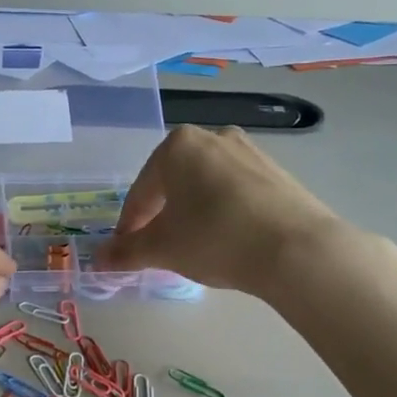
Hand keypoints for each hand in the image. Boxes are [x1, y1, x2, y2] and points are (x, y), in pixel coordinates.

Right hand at [95, 125, 390, 298]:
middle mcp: (213, 137)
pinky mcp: (277, 172)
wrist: (297, 250)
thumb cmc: (215, 238)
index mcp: (177, 146)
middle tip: (158, 248)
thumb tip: (99, 258)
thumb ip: (127, 251)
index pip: (141, 192)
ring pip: (205, 185)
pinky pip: (234, 191)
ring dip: (192, 213)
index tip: (126, 251)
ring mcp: (249, 151)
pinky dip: (222, 212)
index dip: (130, 226)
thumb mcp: (162, 249)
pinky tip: (226, 240)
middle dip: (161, 215)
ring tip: (193, 246)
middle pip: (173, 183)